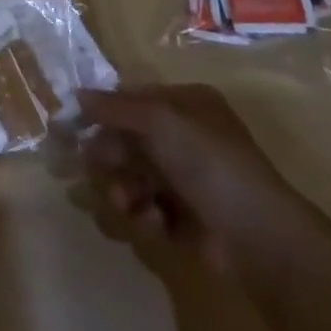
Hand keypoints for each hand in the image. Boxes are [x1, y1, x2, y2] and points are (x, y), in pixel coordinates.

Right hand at [79, 84, 303, 270]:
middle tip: (92, 168)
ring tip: (125, 203)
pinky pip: (150, 208)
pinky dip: (145, 215)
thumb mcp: (158, 121)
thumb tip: (75, 94)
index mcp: (186, 104)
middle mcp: (186, 137)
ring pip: (135, 176)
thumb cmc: (208, 162)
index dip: (103, 111)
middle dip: (110, 155)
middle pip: (130, 140)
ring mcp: (188, 180)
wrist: (258, 236)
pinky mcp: (187, 219)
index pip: (133, 99)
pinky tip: (152, 222)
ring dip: (123, 188)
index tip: (72, 126)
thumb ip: (114, 107)